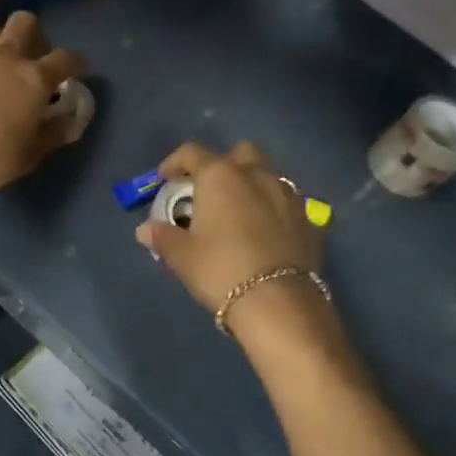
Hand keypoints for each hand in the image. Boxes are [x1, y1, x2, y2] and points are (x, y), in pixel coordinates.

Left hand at [0, 11, 86, 197]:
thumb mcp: (30, 154)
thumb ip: (53, 134)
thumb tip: (71, 122)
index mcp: (34, 78)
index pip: (65, 58)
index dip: (76, 63)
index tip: (78, 72)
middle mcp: (6, 59)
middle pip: (24, 23)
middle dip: (36, 34)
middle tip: (36, 59)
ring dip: (4, 41)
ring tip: (5, 66)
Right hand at [137, 142, 323, 312]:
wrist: (279, 303)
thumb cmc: (220, 269)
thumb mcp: (181, 256)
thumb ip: (162, 237)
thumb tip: (146, 230)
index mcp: (220, 175)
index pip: (191, 153)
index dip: (173, 163)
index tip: (164, 180)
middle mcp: (257, 175)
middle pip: (241, 152)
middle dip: (224, 164)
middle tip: (209, 190)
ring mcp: (288, 195)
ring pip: (268, 174)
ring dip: (252, 184)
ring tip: (238, 212)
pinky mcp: (309, 220)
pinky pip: (287, 203)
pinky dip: (274, 209)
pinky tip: (265, 232)